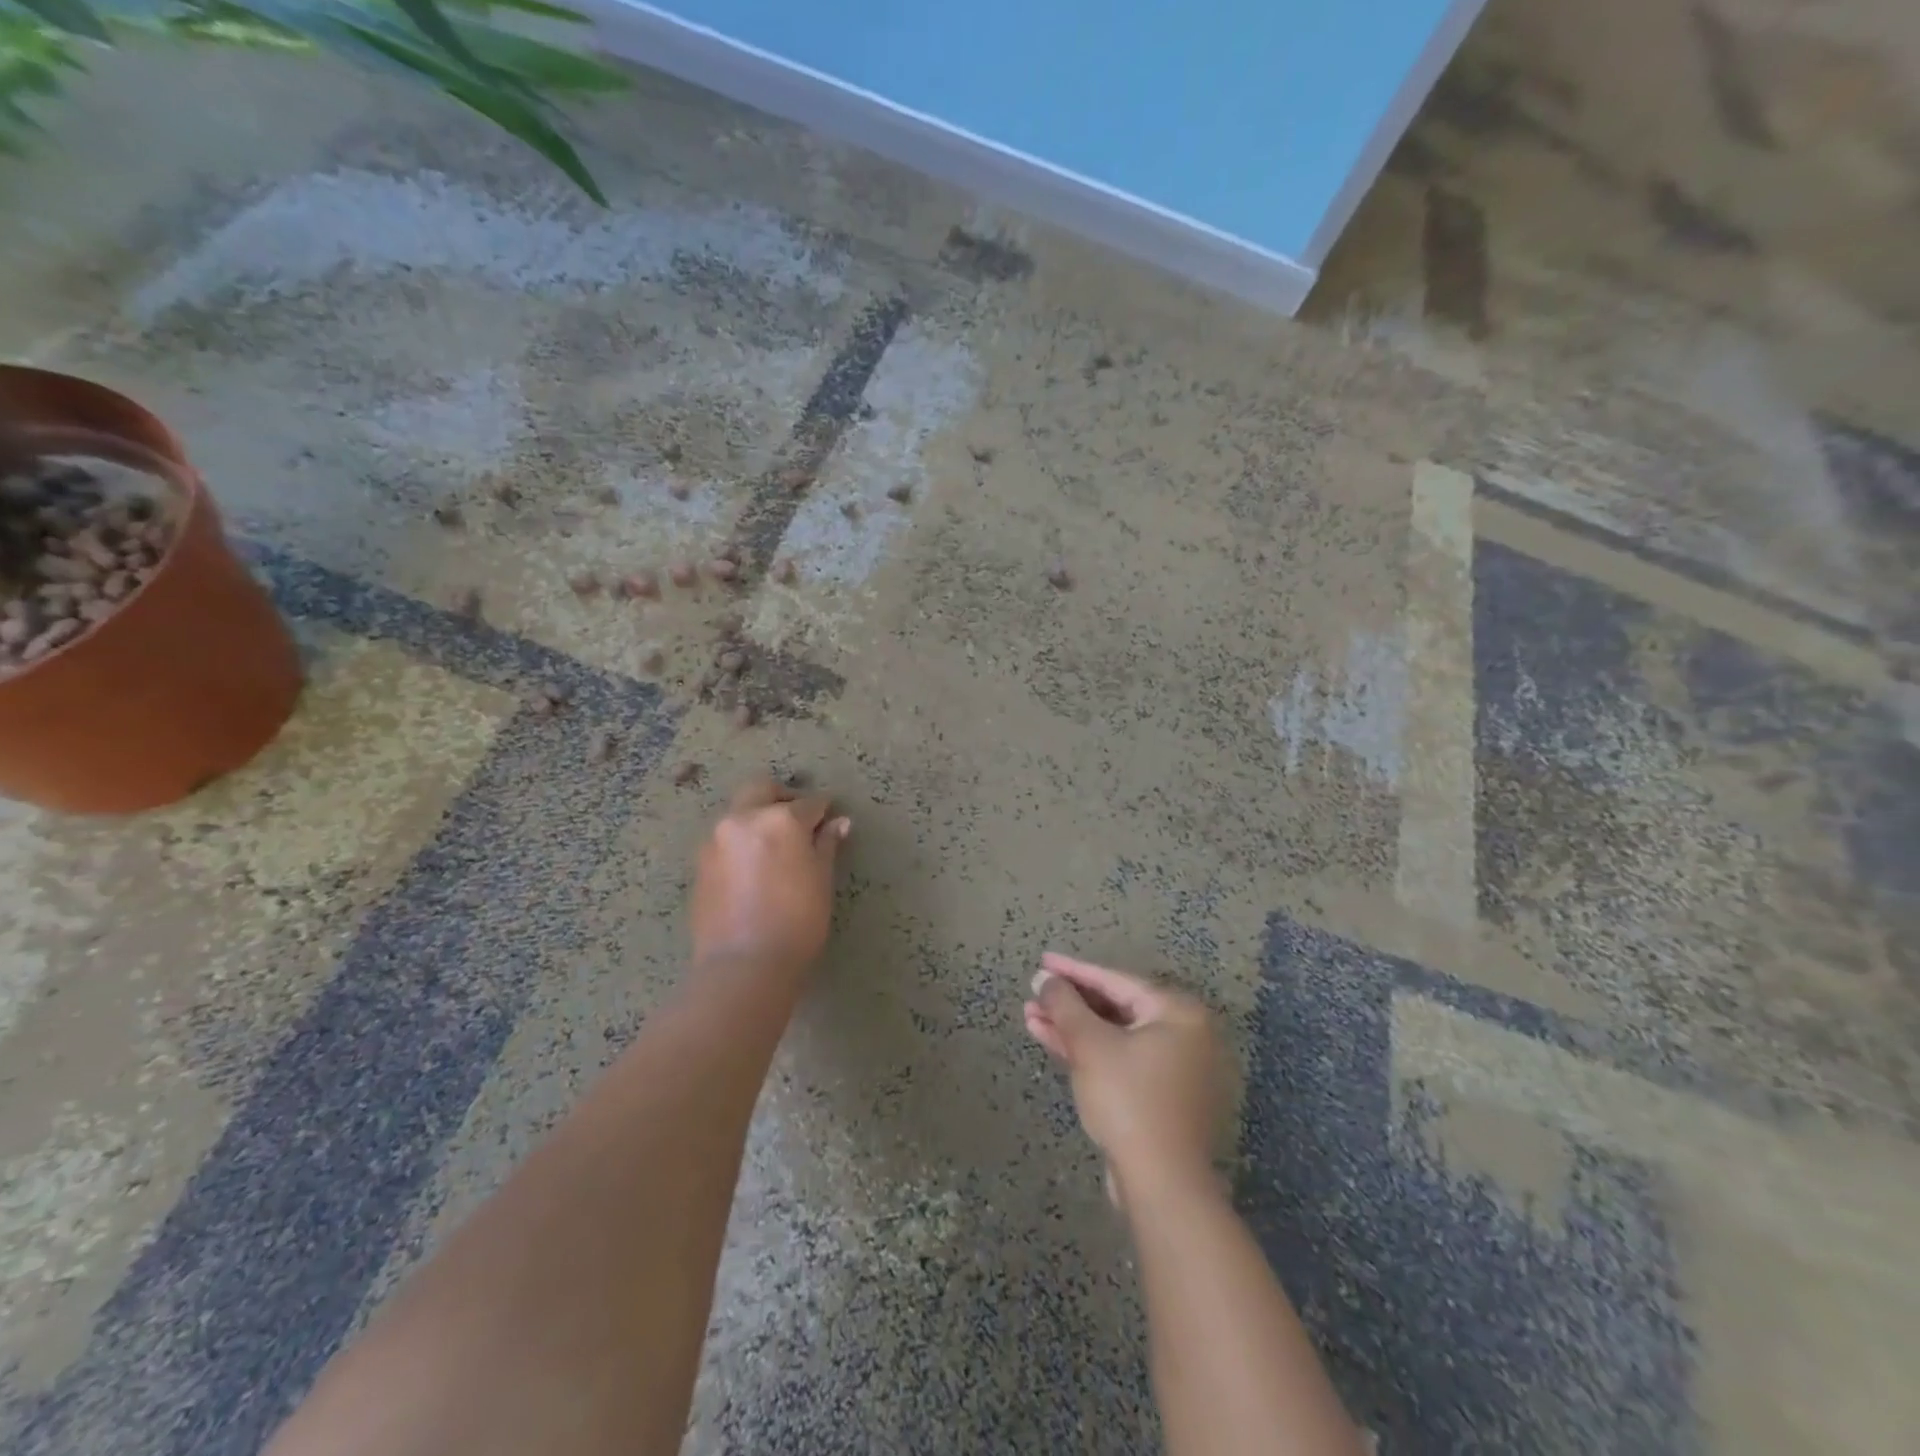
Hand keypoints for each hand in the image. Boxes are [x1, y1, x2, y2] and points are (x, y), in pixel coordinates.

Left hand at [691, 779, 850, 975]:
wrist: (743, 964)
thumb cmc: (797, 922)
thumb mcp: (821, 880)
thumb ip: (826, 845)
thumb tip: (838, 823)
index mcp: (780, 819)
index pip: (809, 803)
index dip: (824, 810)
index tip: (831, 818)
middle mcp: (744, 818)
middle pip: (763, 789)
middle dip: (783, 797)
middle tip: (800, 820)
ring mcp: (717, 839)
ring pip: (740, 812)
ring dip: (758, 817)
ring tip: (776, 846)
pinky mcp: (700, 863)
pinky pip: (726, 838)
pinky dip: (742, 841)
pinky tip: (755, 868)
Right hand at [1023, 953, 1224, 1200]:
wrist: (1161, 1184)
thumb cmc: (1129, 1100)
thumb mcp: (1091, 1045)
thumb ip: (1065, 1005)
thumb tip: (1045, 978)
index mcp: (1178, 1012)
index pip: (1116, 980)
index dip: (1074, 971)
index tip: (1042, 961)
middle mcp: (1182, 1033)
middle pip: (1115, 1007)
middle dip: (1069, 1002)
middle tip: (1033, 992)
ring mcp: (1173, 1067)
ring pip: (1113, 1035)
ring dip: (1072, 1027)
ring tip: (1030, 1016)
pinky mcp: (1159, 1095)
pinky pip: (1119, 1059)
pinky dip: (1088, 1051)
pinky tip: (1051, 1040)